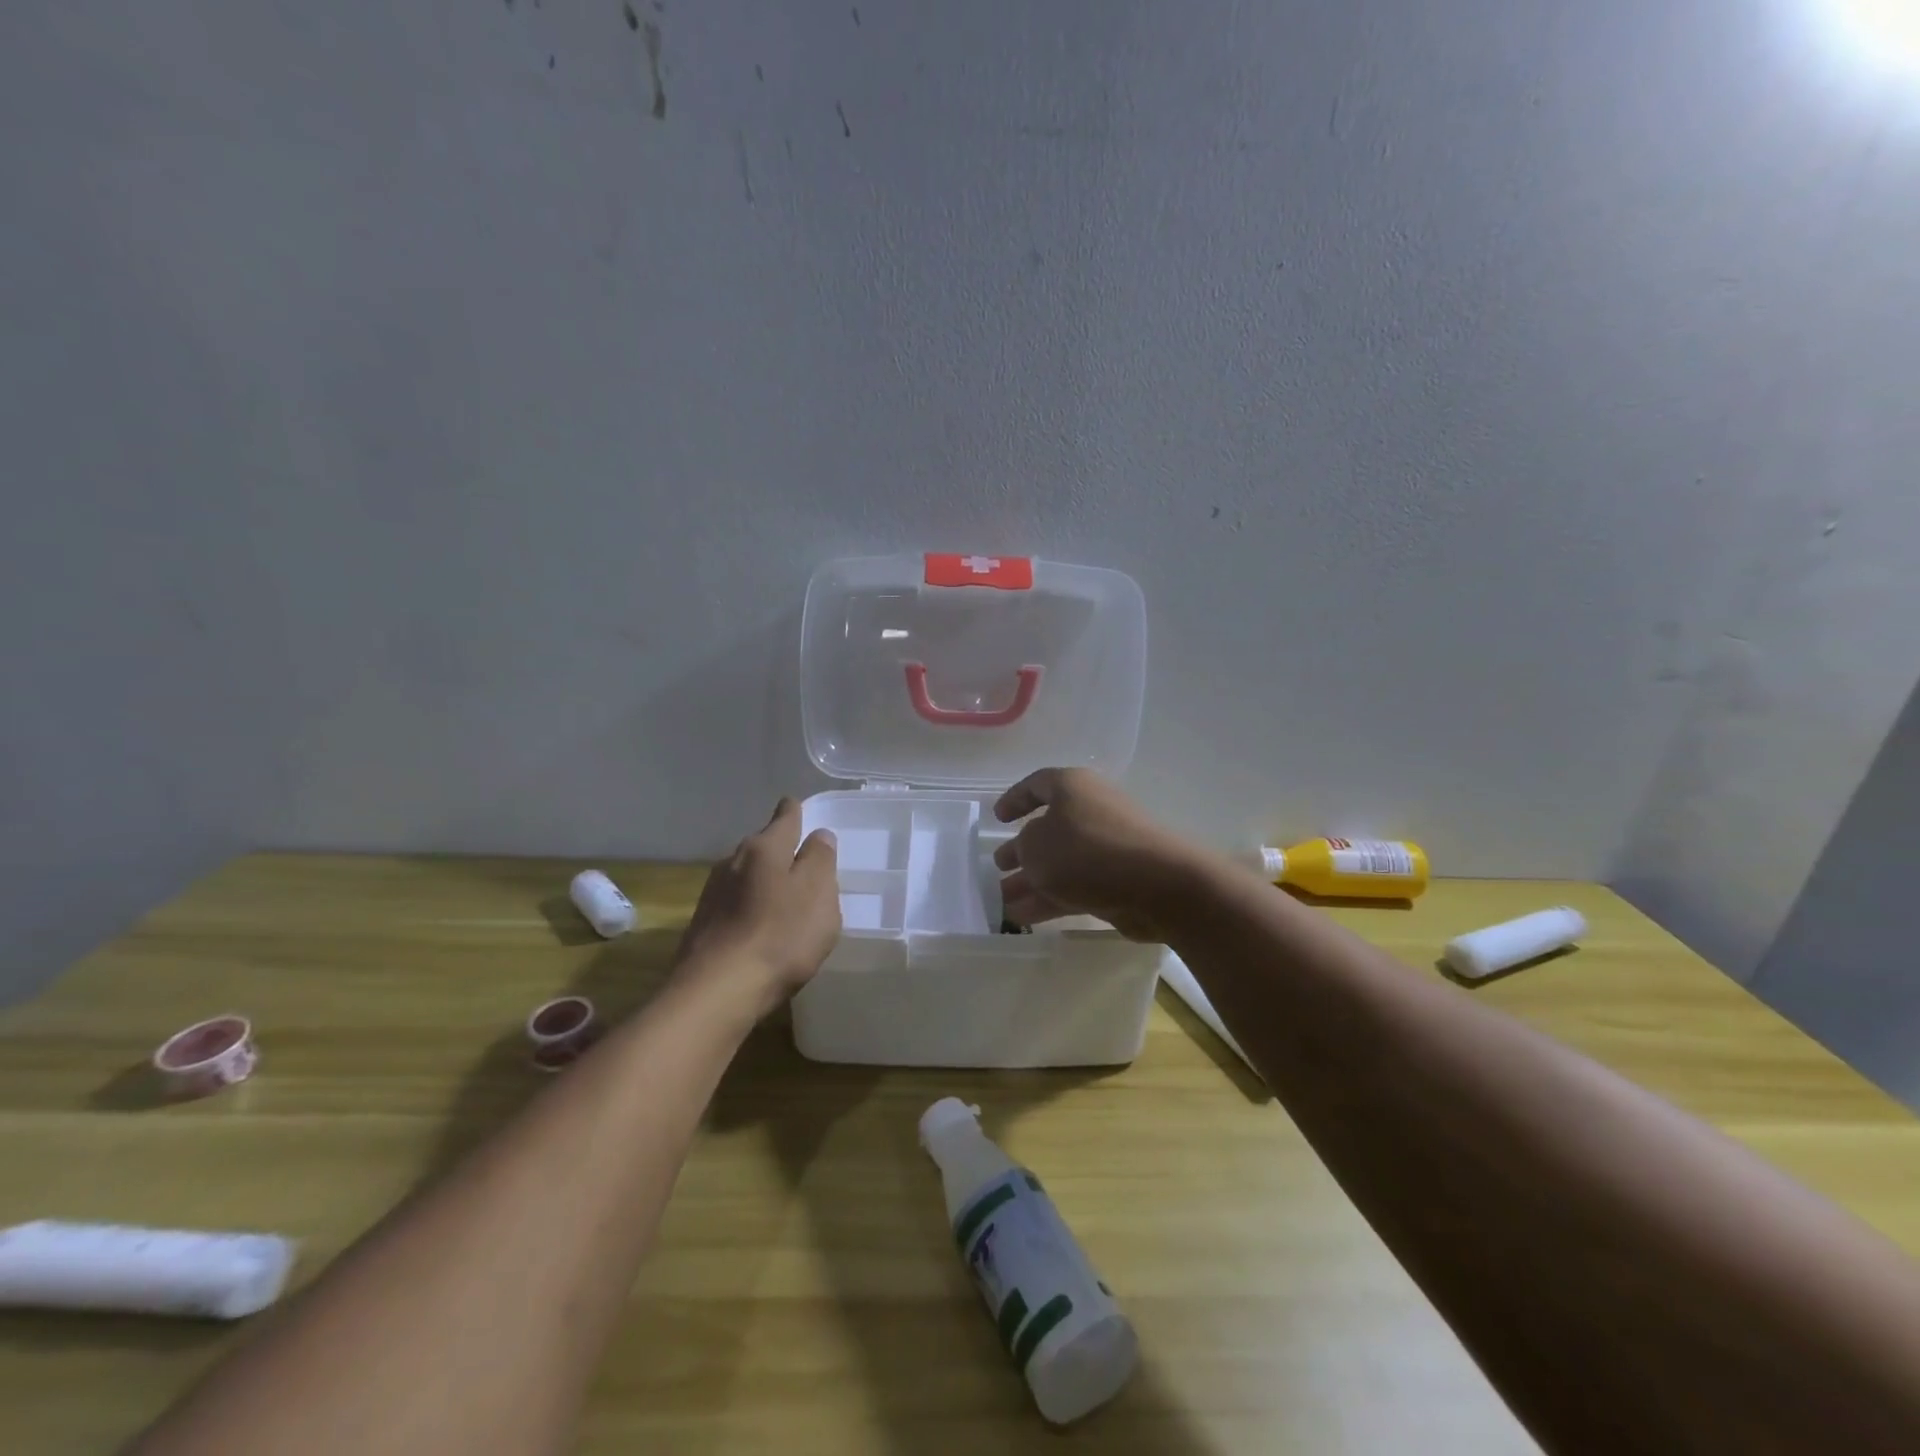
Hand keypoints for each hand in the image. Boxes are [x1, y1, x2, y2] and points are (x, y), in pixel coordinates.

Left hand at [674, 798, 839, 1017]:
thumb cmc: (781, 937)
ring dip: (764, 881)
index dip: (796, 811)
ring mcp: (713, 892)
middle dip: (782, 851)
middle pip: (764, 845)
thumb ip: (821, 860)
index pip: (785, 815)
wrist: (717, 991)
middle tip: (805, 867)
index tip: (802, 811)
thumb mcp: (819, 894)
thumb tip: (818, 834)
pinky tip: (760, 929)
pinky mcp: (702, 923)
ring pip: (747, 874)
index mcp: (766, 848)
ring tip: (784, 900)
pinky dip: (750, 907)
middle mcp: (734, 860)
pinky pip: (734, 903)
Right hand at [993, 769, 1203, 941]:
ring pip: (1060, 863)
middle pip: (1048, 828)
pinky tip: (1024, 917)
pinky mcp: (1117, 881)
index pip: (1037, 784)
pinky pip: (1074, 886)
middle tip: (998, 866)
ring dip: (1030, 881)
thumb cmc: (1088, 851)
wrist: (1158, 885)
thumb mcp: (1036, 845)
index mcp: (1072, 787)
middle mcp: (1090, 811)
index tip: (997, 818)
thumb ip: (1023, 847)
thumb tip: (1031, 852)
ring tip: (1001, 901)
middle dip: (1021, 849)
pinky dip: (1049, 899)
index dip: (1014, 799)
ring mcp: (1106, 847)